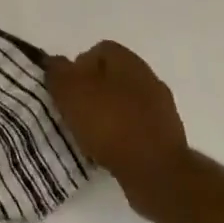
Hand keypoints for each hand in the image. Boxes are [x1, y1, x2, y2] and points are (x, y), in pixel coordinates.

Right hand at [47, 41, 190, 217]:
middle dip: (92, 92)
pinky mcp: (167, 137)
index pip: (97, 51)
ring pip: (124, 104)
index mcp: (127, 59)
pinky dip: (122, 136)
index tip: (66, 90)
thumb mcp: (70, 91)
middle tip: (74, 112)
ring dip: (107, 116)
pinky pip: (136, 128)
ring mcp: (161, 108)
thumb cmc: (109, 123)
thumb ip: (58, 71)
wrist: (156, 171)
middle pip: (111, 77)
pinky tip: (109, 152)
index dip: (77, 67)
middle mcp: (147, 77)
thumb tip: (56, 62)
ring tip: (89, 137)